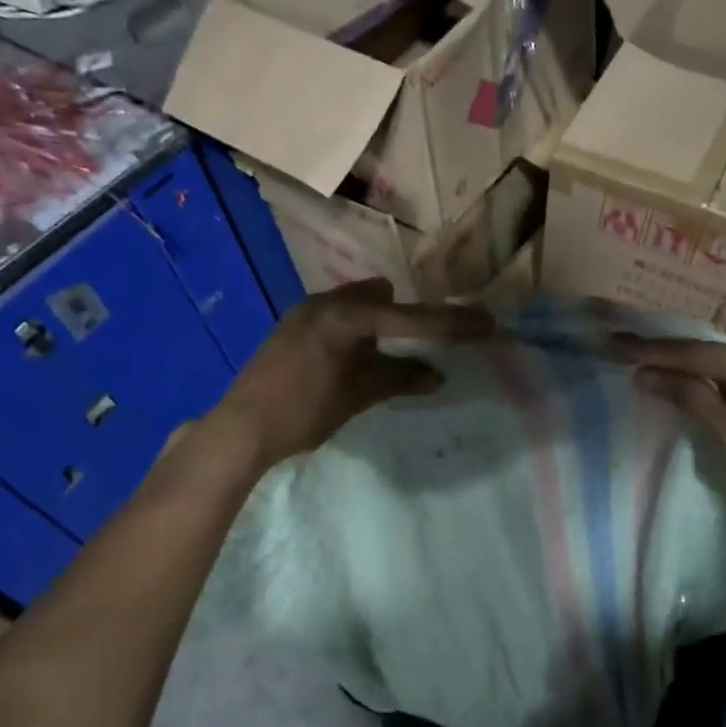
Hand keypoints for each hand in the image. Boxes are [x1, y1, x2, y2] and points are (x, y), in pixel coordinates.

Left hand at [213, 279, 492, 468]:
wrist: (241, 428)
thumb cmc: (303, 410)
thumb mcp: (359, 394)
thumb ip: (401, 377)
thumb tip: (438, 374)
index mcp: (346, 315)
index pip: (410, 318)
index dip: (450, 324)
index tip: (484, 323)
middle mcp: (326, 302)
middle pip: (384, 298)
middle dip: (411, 316)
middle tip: (435, 337)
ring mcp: (305, 311)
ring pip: (358, 303)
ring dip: (381, 321)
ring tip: (395, 348)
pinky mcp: (292, 326)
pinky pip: (338, 315)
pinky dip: (357, 328)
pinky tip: (357, 355)